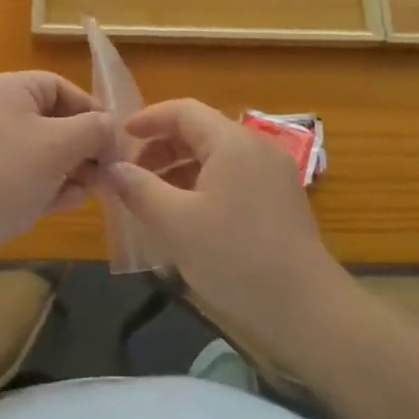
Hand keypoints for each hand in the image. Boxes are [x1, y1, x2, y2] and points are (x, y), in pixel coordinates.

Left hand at [0, 72, 113, 257]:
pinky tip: (65, 204)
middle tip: (108, 174)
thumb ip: (94, 129)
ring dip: (69, 169)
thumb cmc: (6, 173)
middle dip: (83, 147)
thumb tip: (110, 127)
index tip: (116, 141)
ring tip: (91, 193)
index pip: (60, 87)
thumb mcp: (59, 145)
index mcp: (6, 88)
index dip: (92, 110)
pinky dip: (45, 184)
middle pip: (51, 119)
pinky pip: (20, 172)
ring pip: (39, 150)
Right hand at [108, 98, 348, 351]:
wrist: (305, 308)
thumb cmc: (234, 257)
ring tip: (151, 199)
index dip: (148, 119)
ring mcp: (273, 173)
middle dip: (161, 148)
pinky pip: (233, 178)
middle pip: (201, 132)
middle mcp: (256, 147)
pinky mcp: (280, 200)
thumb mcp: (175, 223)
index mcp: (232, 142)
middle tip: (130, 175)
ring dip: (180, 170)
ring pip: (217, 157)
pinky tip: (185, 217)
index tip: (119, 138)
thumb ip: (139, 189)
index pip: (184, 111)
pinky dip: (203, 186)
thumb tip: (112, 168)